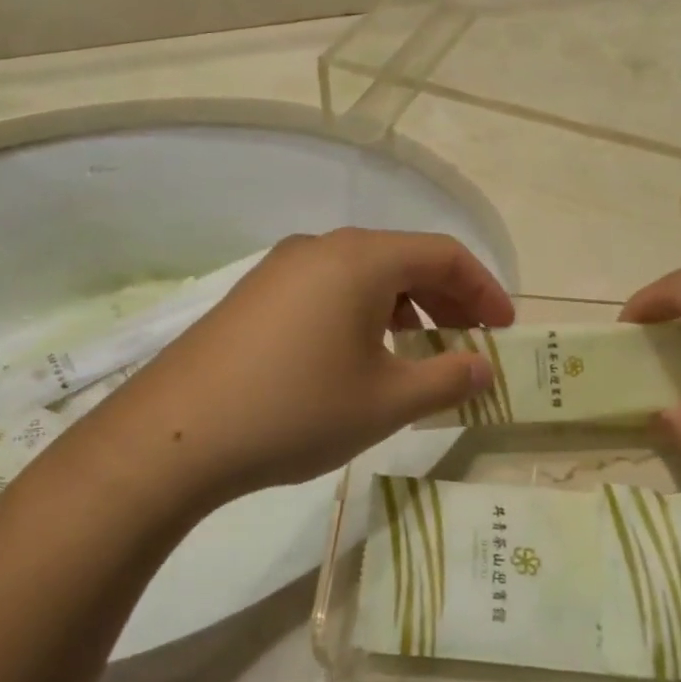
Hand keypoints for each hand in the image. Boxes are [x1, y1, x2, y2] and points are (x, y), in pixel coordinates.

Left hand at [77, 229, 512, 514]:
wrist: (176, 434)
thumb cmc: (296, 409)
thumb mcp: (386, 401)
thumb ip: (447, 379)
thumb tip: (483, 366)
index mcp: (360, 258)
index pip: (443, 253)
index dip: (484, 288)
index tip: (504, 328)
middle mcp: (321, 247)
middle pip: (403, 258)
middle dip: (447, 298)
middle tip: (471, 340)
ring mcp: (282, 268)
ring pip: (364, 275)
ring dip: (405, 308)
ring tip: (420, 352)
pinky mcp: (256, 295)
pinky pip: (328, 290)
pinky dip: (363, 314)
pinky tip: (362, 356)